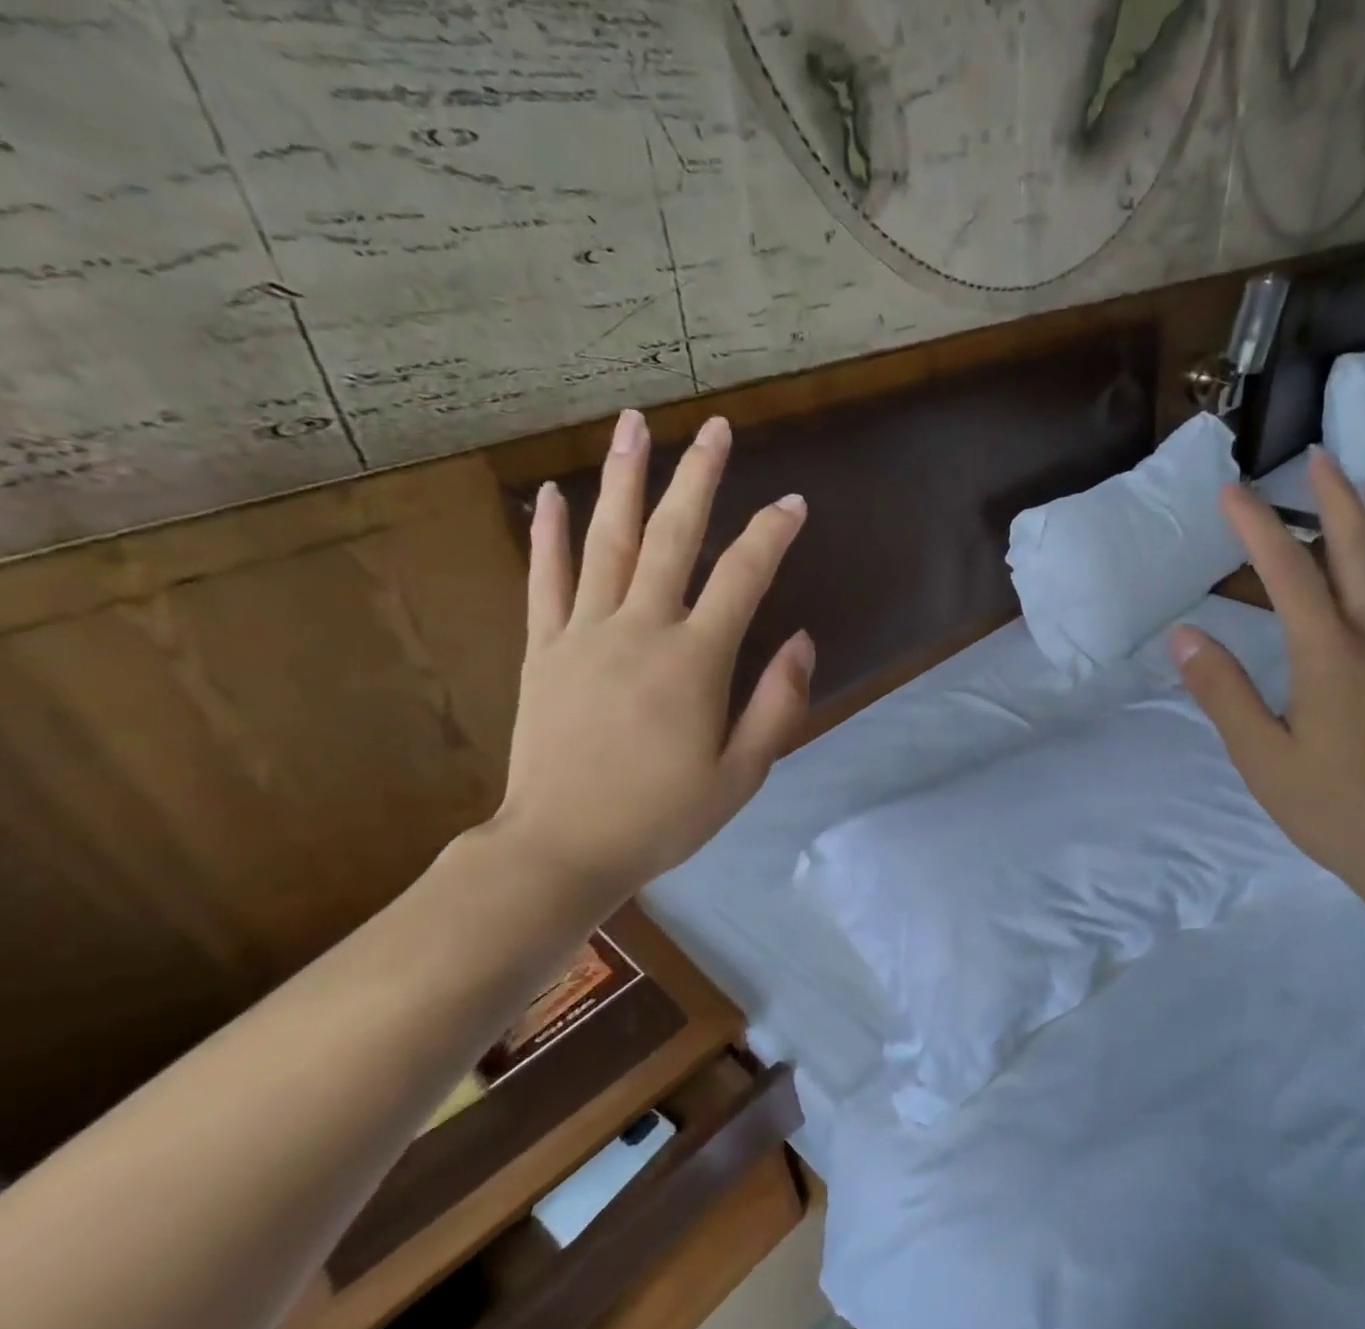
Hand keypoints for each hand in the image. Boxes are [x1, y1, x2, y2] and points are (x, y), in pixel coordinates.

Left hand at [492, 408, 812, 906]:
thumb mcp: (742, 774)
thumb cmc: (662, 817)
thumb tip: (802, 642)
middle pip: (672, 537)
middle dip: (698, 478)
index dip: (772, 535)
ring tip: (634, 425)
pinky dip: (550, 535)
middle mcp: (639, 629)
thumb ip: (777, 704)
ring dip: (623, 479)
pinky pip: (545, 580)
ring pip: (606, 541)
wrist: (562, 848)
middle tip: (715, 428)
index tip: (795, 504)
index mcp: (694, 661)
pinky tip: (554, 494)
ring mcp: (583, 633)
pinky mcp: (543, 649)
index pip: (742, 577)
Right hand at [1172, 450, 1364, 916]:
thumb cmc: (1333, 807)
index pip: (1289, 572)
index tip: (1232, 492)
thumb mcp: (1260, 757)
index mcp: (1331, 655)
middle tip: (1320, 458)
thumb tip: (1186, 636)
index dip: (1257, 527)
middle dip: (1336, 499)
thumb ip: (1223, 691)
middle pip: (1362, 550)